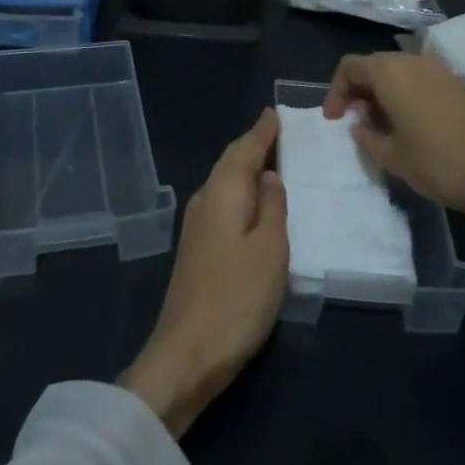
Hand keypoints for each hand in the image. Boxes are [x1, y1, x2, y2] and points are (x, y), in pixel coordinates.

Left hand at [119, 109, 288, 437]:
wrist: (187, 352)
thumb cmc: (237, 298)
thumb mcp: (270, 250)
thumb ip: (272, 207)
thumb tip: (269, 175)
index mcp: (222, 193)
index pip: (244, 150)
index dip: (262, 132)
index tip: (274, 112)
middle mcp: (204, 200)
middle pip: (229, 162)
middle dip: (251, 145)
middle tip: (276, 130)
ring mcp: (196, 225)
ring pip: (224, 182)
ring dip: (244, 167)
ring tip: (270, 159)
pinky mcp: (196, 248)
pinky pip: (222, 202)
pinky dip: (239, 191)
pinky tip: (251, 201)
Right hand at [325, 52, 464, 220]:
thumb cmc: (438, 162)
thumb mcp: (391, 157)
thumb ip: (366, 136)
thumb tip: (360, 123)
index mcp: (391, 72)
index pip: (350, 66)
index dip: (336, 91)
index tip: (334, 120)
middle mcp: (414, 61)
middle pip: (375, 66)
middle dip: (359, 92)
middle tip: (356, 123)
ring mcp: (441, 71)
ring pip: (399, 73)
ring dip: (383, 94)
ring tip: (382, 128)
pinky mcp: (459, 85)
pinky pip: (420, 81)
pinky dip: (406, 96)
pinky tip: (410, 127)